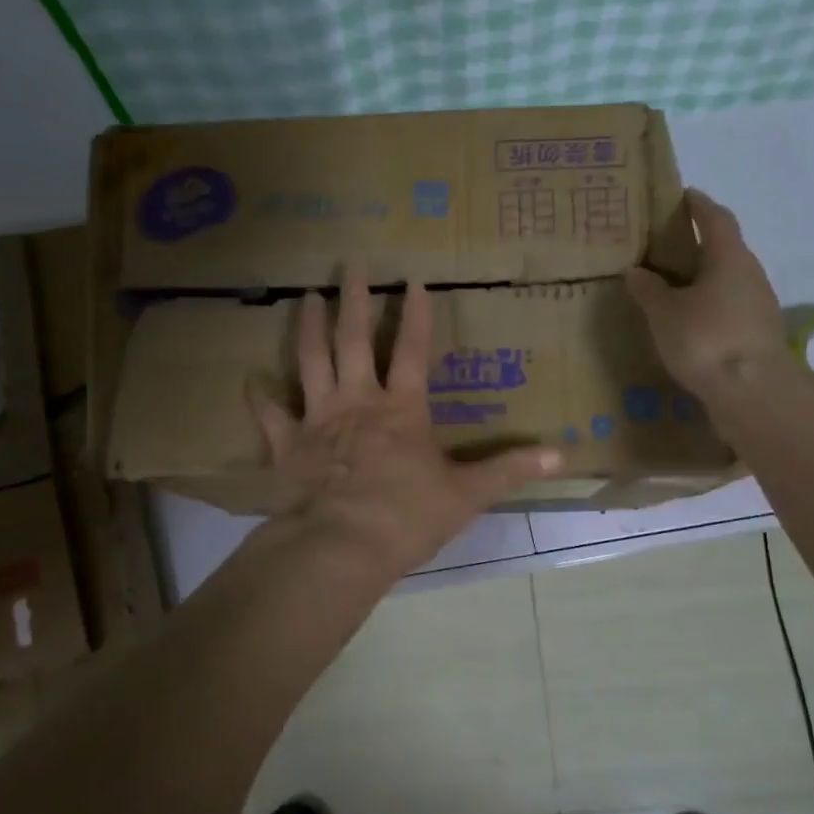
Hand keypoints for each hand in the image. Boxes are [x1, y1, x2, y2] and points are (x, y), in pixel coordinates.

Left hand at [248, 268, 560, 578]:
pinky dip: (261, 398)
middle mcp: (358, 401)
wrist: (343, 546)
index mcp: (402, 409)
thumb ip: (511, 469)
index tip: (414, 280)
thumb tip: (563, 455)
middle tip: (350, 267)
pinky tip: (250, 380)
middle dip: (355, 300)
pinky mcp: (289, 445)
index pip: (413, 350)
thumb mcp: (468, 494)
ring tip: (305, 298)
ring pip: (311, 361)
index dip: (416, 314)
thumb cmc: (407, 516)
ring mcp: (319, 419)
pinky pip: (271, 416)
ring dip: (309, 328)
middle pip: (355, 340)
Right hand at [624, 190, 790, 399]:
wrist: (753, 392)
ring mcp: (759, 304)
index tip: (683, 195)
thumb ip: (649, 290)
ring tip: (673, 283)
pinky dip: (709, 303)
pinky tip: (689, 317)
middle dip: (699, 242)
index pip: (715, 218)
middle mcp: (750, 274)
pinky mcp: (758, 332)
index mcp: (729, 257)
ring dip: (704, 276)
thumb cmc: (706, 339)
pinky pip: (729, 305)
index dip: (699, 205)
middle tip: (667, 243)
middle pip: (725, 248)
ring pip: (728, 279)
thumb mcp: (665, 313)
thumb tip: (637, 271)